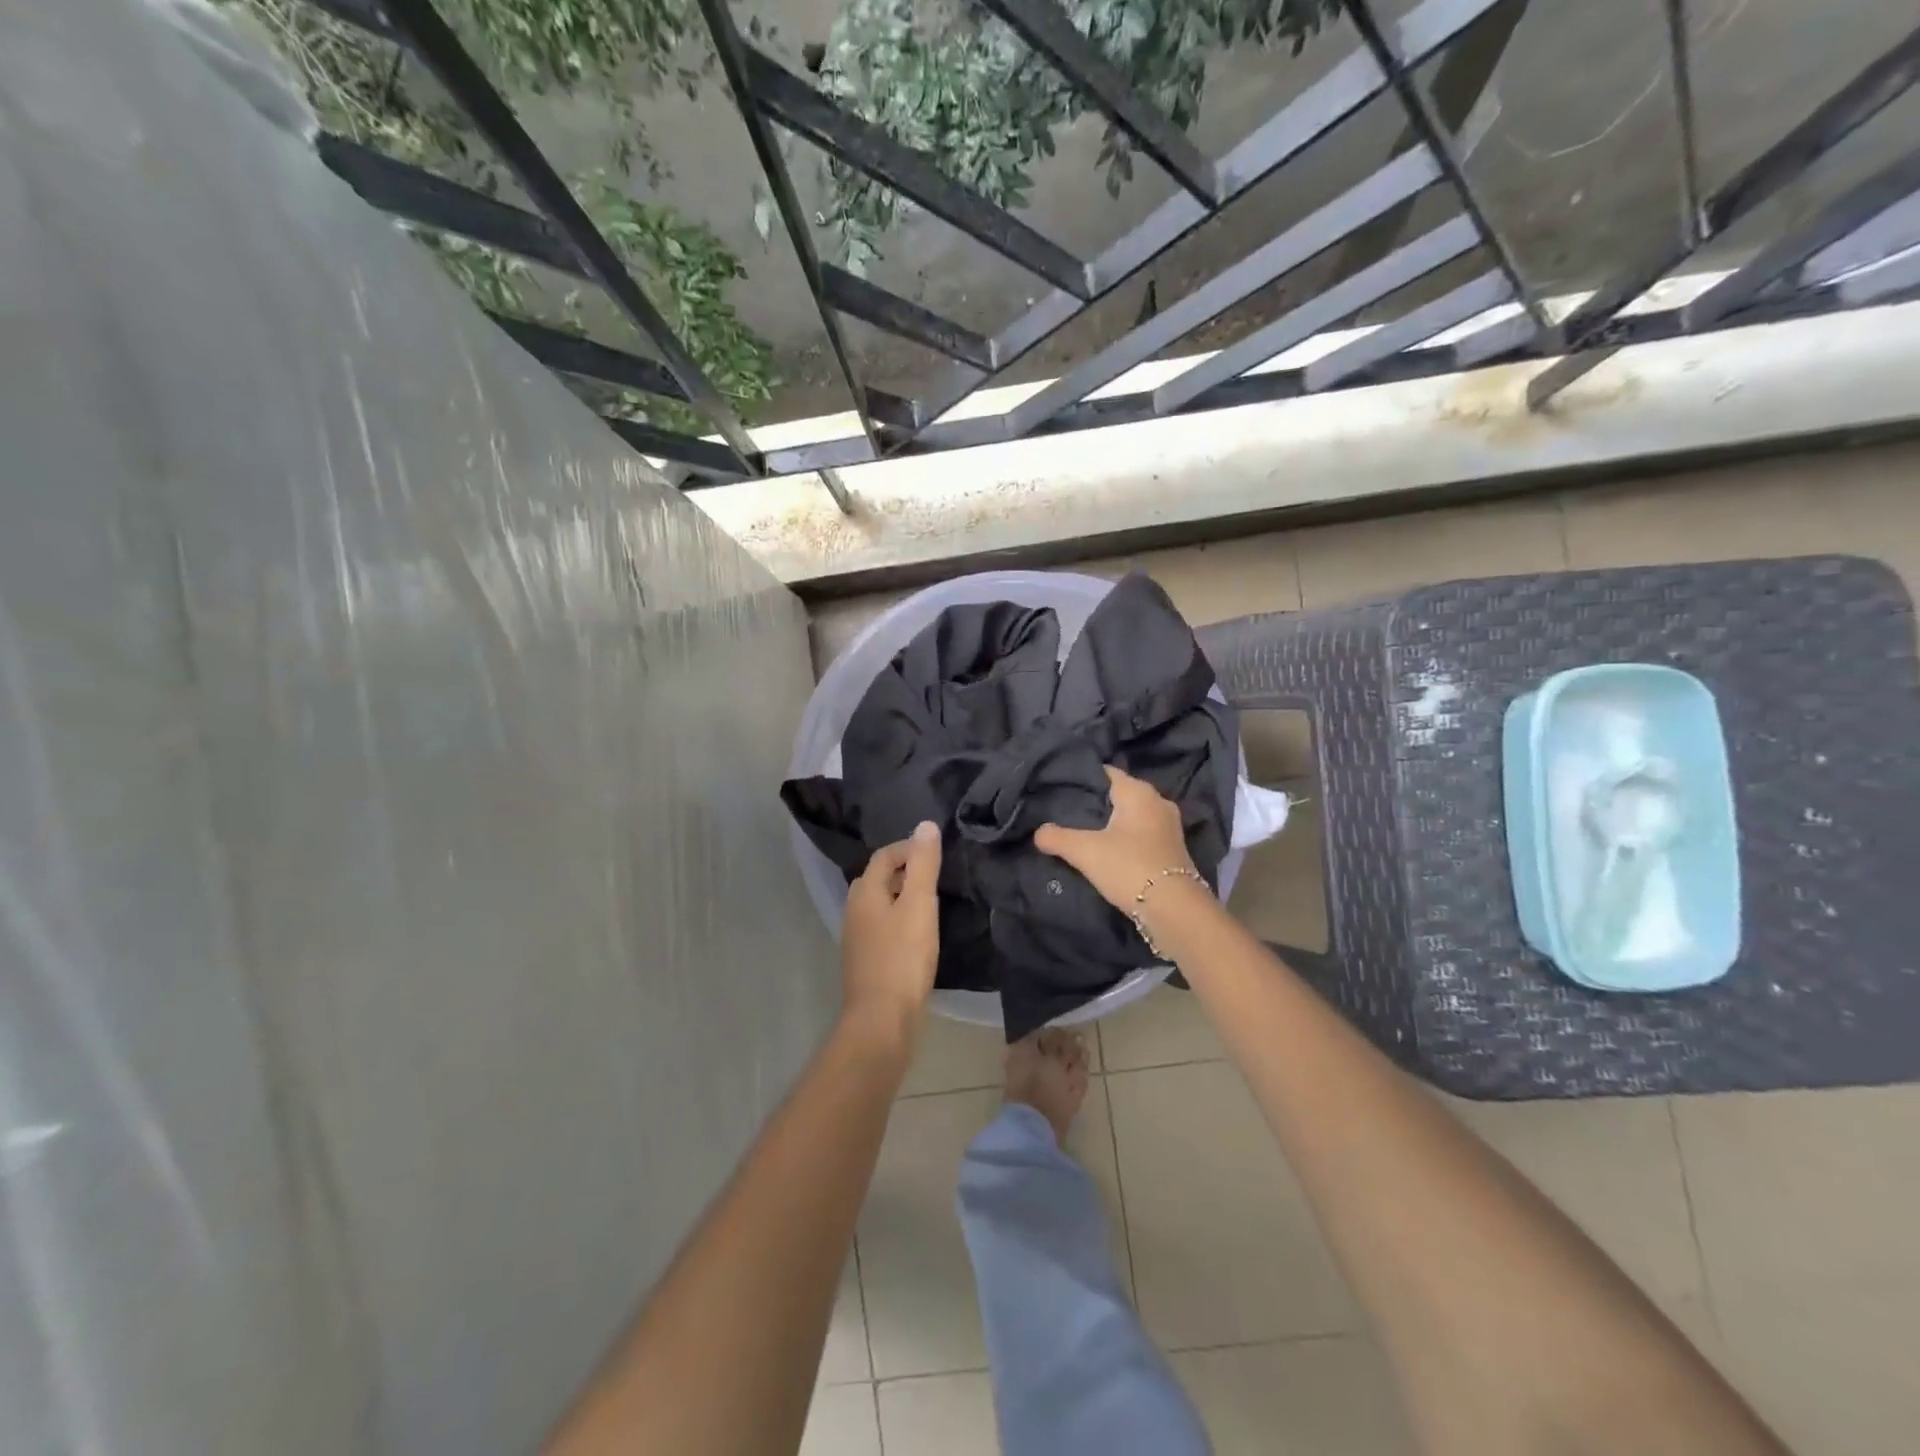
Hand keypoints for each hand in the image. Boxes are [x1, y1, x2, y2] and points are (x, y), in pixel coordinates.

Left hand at [840, 821, 941, 1043]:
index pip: (884, 856)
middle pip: (879, 878)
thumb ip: (923, 864)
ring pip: (881, 904)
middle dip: (907, 871)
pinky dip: (901, 921)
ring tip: (934, 903)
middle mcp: (854, 910)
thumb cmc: (903, 957)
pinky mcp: (867, 960)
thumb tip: (925, 825)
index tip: (937, 852)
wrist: (882, 1019)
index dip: (909, 848)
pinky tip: (920, 935)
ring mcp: (858, 937)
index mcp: (864, 892)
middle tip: (938, 875)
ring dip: (904, 897)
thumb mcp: (920, 905)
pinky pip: (884, 927)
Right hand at [1034, 765, 1197, 910]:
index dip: (1083, 778)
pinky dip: (1125, 838)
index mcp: (1138, 792)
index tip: (1060, 787)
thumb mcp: (1084, 851)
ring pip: (1131, 815)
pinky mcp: (1172, 849)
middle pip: (1119, 793)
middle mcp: (1157, 801)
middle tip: (1066, 810)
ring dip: (1111, 822)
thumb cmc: (1129, 867)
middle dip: (1096, 801)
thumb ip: (1057, 837)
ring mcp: (1169, 826)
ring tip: (1082, 831)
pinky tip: (1107, 850)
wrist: (1174, 910)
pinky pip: (1141, 833)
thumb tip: (1038, 832)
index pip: (1106, 772)